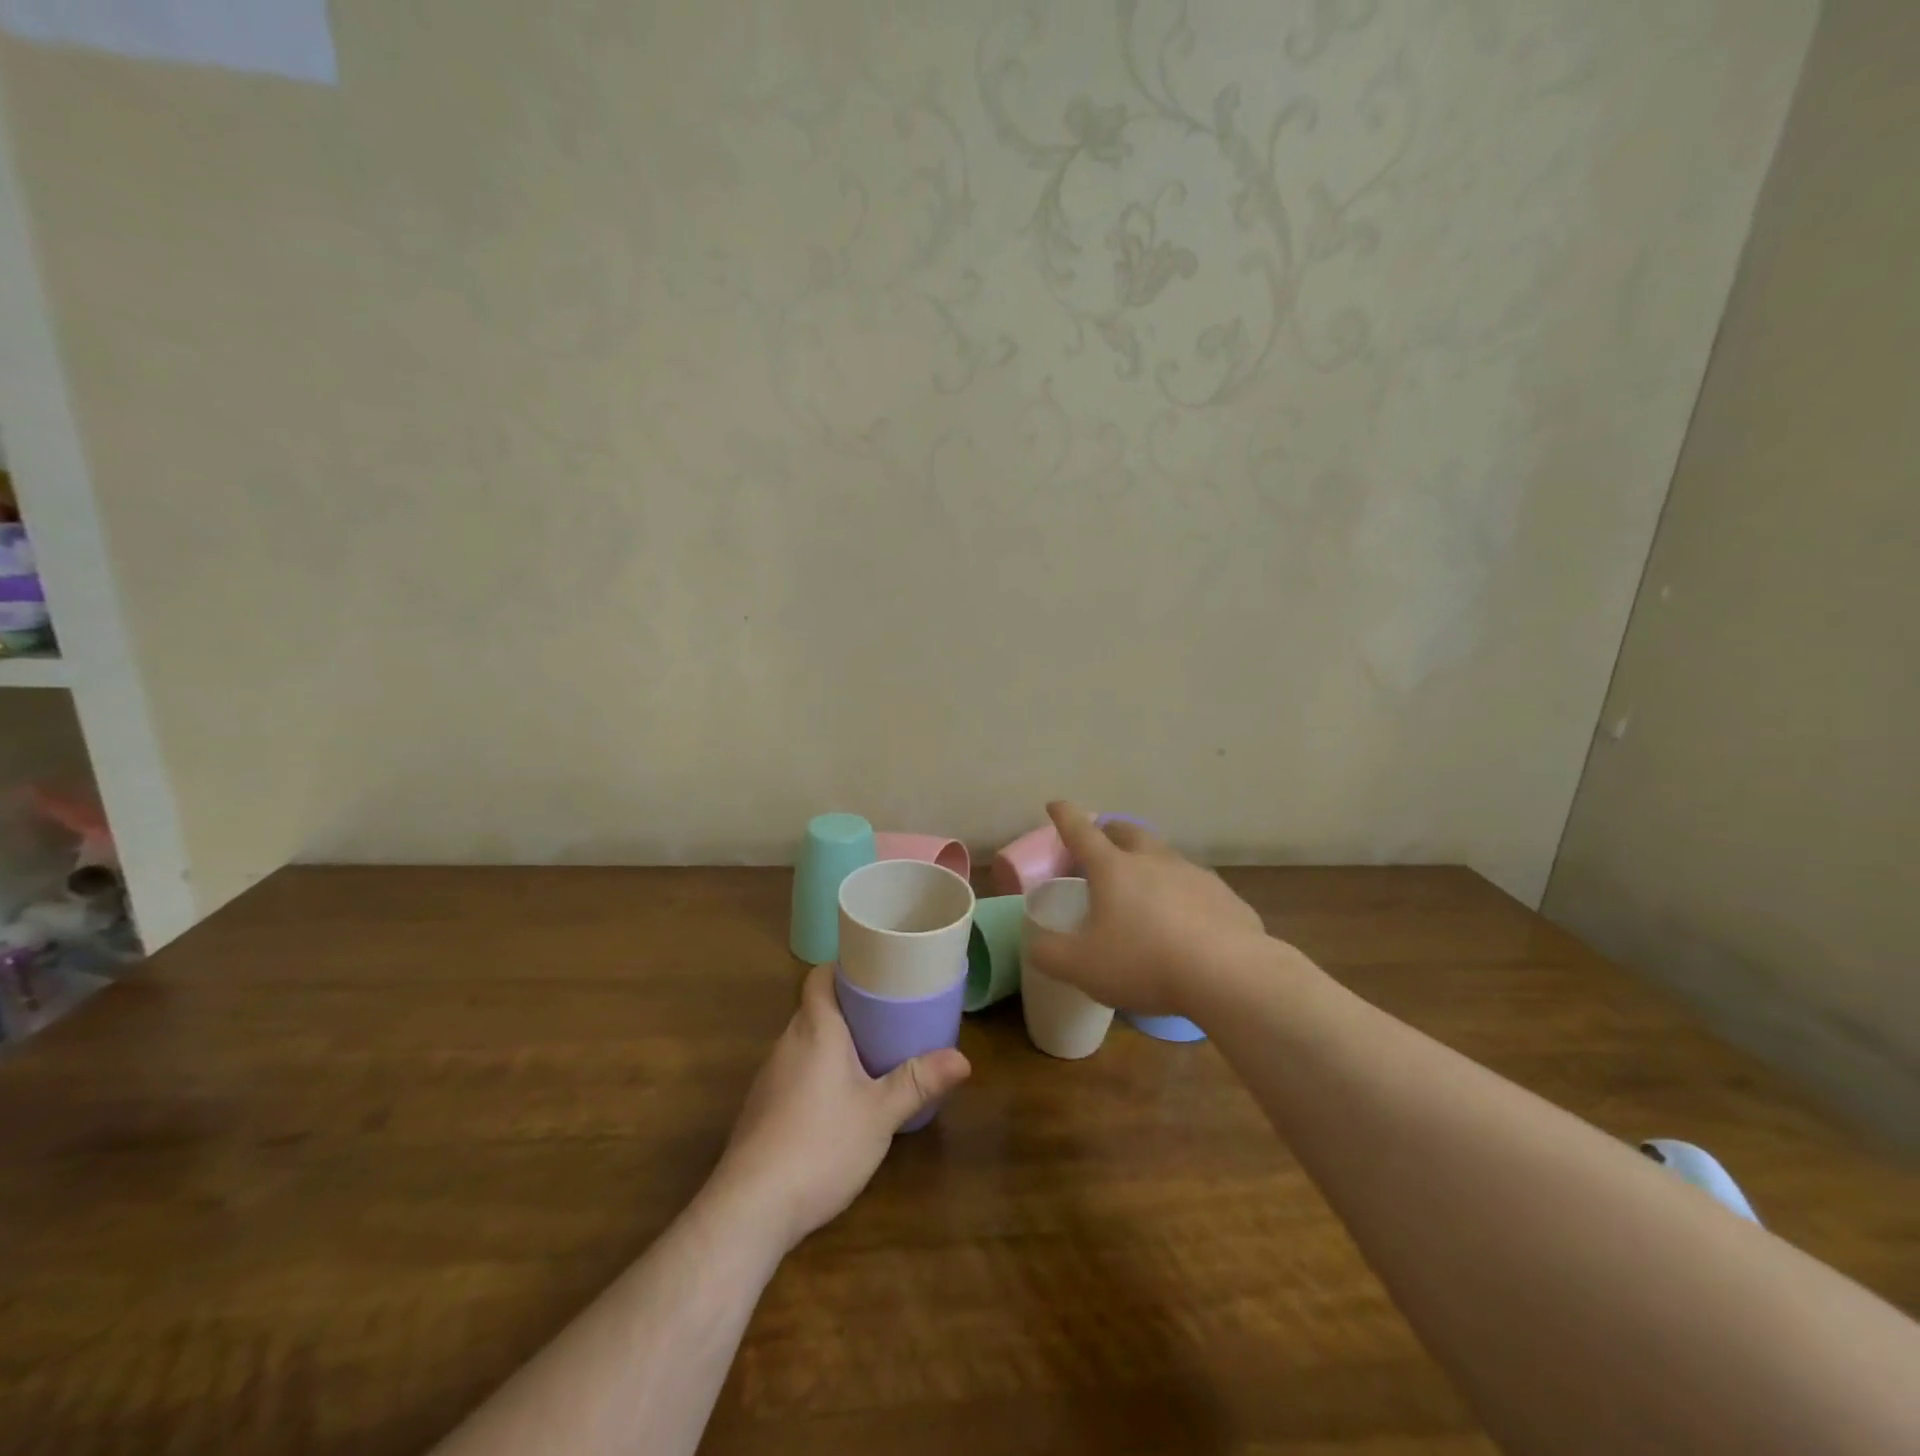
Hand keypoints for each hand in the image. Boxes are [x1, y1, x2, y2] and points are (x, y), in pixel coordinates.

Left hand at [710, 964, 970, 1253]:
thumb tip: (964, 1059)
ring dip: (833, 1042)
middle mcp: (787, 1043)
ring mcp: (769, 1077)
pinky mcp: (761, 1109)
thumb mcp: (880, 1114)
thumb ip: (919, 1082)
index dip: (844, 967)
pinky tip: (838, 1101)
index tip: (875, 971)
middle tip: (889, 1014)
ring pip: (805, 1042)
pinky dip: (817, 1072)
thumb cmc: (821, 1145)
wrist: (750, 1208)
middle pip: (815, 1008)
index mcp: (815, 1029)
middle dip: (849, 1008)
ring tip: (871, 1053)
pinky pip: (794, 1072)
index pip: (819, 977)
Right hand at [1023, 801, 1271, 1017]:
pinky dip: (1182, 893)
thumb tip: (1035, 943)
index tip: (1056, 804)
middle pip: (1128, 832)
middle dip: (1111, 830)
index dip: (1065, 817)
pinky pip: (1195, 886)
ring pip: (1165, 856)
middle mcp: (1153, 861)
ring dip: (1149, 861)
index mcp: (1113, 869)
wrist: (1228, 974)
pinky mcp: (1224, 897)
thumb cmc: (1144, 963)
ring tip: (1144, 884)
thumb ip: (1049, 954)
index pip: (1081, 832)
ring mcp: (1193, 874)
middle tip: (1102, 841)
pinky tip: (1185, 920)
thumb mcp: (1081, 966)